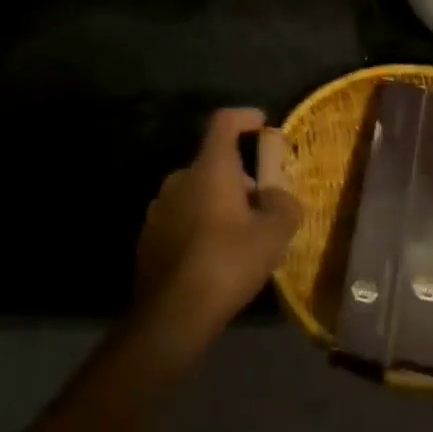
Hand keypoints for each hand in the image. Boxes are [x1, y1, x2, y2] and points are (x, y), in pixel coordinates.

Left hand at [134, 107, 302, 351]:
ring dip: (216, 203)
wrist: (172, 314)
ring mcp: (159, 207)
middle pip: (213, 162)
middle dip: (238, 177)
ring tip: (237, 235)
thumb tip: (279, 197)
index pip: (225, 121)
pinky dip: (197, 226)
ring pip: (195, 192)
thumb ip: (284, 207)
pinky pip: (180, 218)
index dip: (245, 117)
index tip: (262, 124)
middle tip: (260, 205)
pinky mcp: (148, 237)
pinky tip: (211, 257)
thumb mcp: (273, 235)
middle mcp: (180, 178)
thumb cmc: (228, 261)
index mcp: (210, 167)